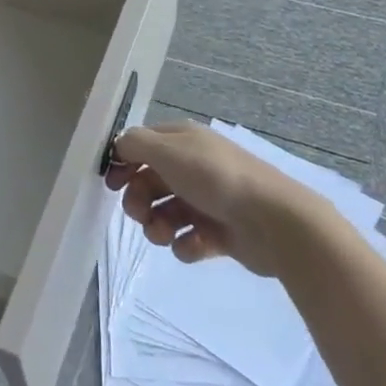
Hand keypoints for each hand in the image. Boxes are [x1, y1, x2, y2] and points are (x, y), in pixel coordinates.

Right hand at [106, 122, 324, 276]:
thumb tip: (119, 146)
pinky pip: (189, 240)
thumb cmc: (214, 178)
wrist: (273, 220)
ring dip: (157, 226)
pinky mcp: (220, 233)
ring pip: (165, 213)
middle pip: (150, 182)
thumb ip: (135, 145)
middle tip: (140, 214)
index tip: (112, 183)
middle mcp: (194, 166)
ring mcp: (208, 201)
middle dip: (138, 200)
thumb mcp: (167, 150)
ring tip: (166, 234)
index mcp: (183, 141)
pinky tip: (196, 244)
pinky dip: (186, 244)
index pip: (142, 145)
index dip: (124, 162)